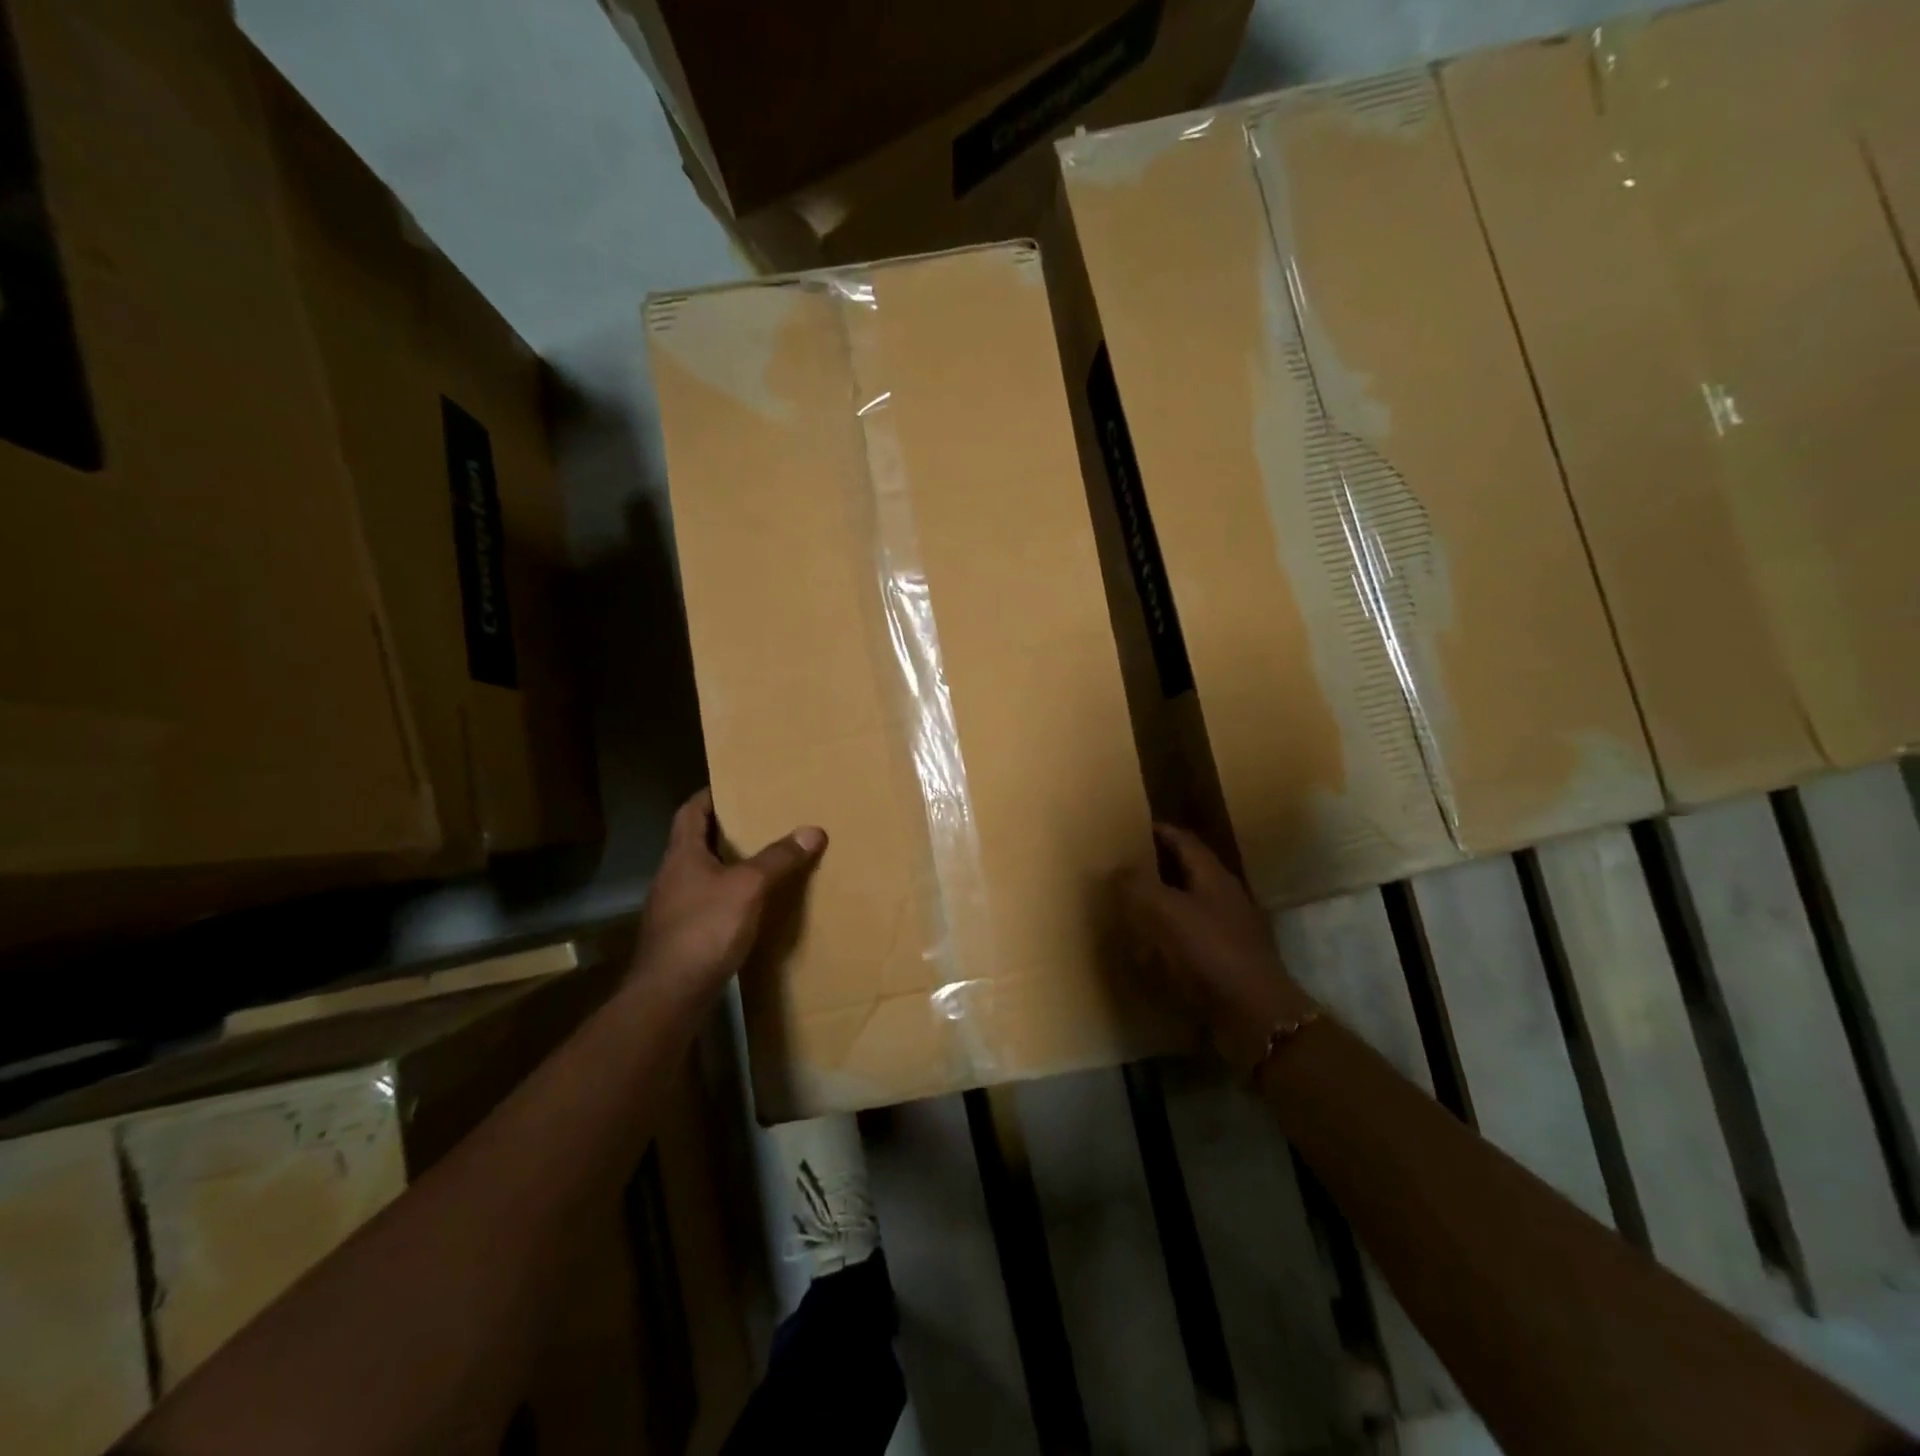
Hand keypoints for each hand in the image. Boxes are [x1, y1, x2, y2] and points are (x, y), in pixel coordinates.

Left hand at [635, 789, 825, 994]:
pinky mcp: (681, 937)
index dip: (710, 796)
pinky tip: (751, 906)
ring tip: (763, 861)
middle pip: (696, 842)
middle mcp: (672, 877)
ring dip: (727, 865)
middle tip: (760, 821)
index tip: (734, 786)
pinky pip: (707, 904)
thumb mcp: (749, 887)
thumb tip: (813, 830)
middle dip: (725, 831)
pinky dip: (728, 897)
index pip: (691, 812)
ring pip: (702, 875)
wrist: (670, 994)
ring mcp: (673, 909)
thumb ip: (779, 858)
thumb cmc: (705, 929)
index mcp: (681, 855)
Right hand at [1120, 823, 1317, 1075]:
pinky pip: (1189, 940)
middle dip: (1156, 867)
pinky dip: (1167, 939)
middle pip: (1186, 872)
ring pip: (1187, 906)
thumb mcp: (1166, 912)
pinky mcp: (1225, 961)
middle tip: (1122, 867)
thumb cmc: (1210, 952)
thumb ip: (1138, 886)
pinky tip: (1147, 951)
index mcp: (1213, 876)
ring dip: (1159, 904)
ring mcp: (1228, 930)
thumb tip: (1118, 869)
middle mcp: (1224, 897)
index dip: (1159, 831)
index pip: (1184, 841)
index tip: (1130, 828)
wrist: (1254, 1014)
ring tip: (1128, 907)